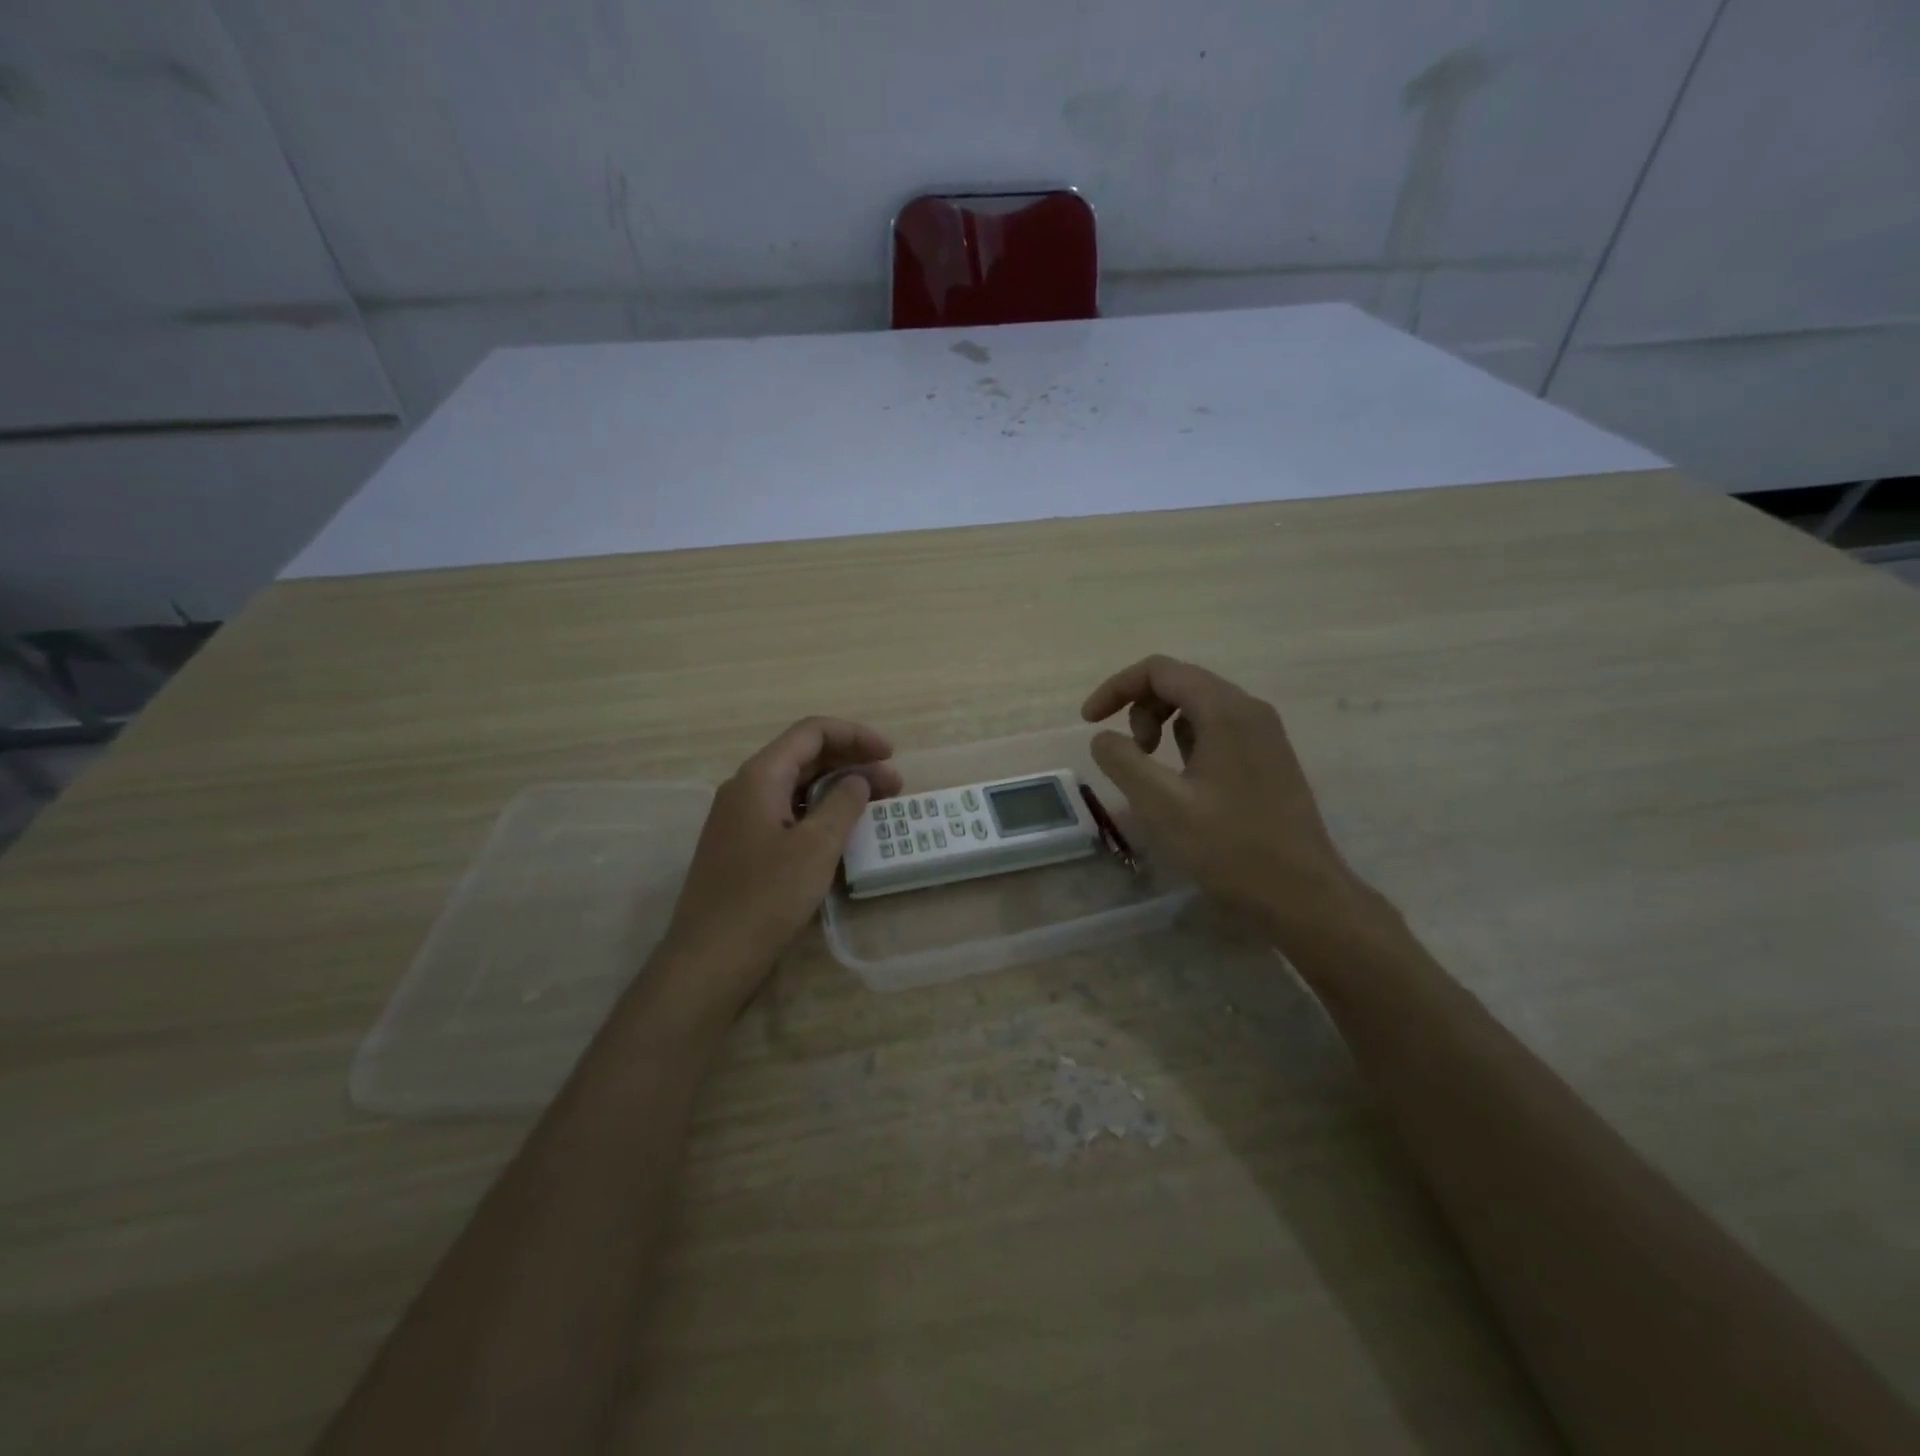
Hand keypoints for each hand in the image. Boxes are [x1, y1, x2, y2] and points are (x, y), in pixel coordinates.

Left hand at [660, 717, 901, 1004]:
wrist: (709, 960)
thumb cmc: (765, 898)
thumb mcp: (816, 847)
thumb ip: (843, 804)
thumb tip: (858, 780)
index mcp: (759, 777)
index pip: (811, 733)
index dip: (855, 735)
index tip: (890, 753)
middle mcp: (746, 790)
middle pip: (804, 758)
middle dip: (852, 763)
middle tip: (894, 783)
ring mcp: (741, 820)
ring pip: (797, 788)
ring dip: (839, 789)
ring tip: (879, 805)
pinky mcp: (744, 849)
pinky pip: (788, 815)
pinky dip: (821, 814)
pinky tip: (844, 832)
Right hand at [1081, 655, 1374, 947]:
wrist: (1302, 895)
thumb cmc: (1230, 848)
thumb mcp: (1161, 804)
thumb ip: (1122, 761)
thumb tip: (1103, 738)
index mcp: (1225, 710)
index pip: (1159, 670)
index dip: (1116, 688)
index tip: (1089, 722)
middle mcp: (1250, 709)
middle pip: (1180, 681)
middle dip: (1139, 708)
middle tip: (1130, 754)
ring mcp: (1265, 733)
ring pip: (1199, 705)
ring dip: (1163, 724)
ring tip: (1153, 770)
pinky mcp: (1269, 757)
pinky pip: (1218, 729)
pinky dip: (1187, 740)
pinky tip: (1184, 781)